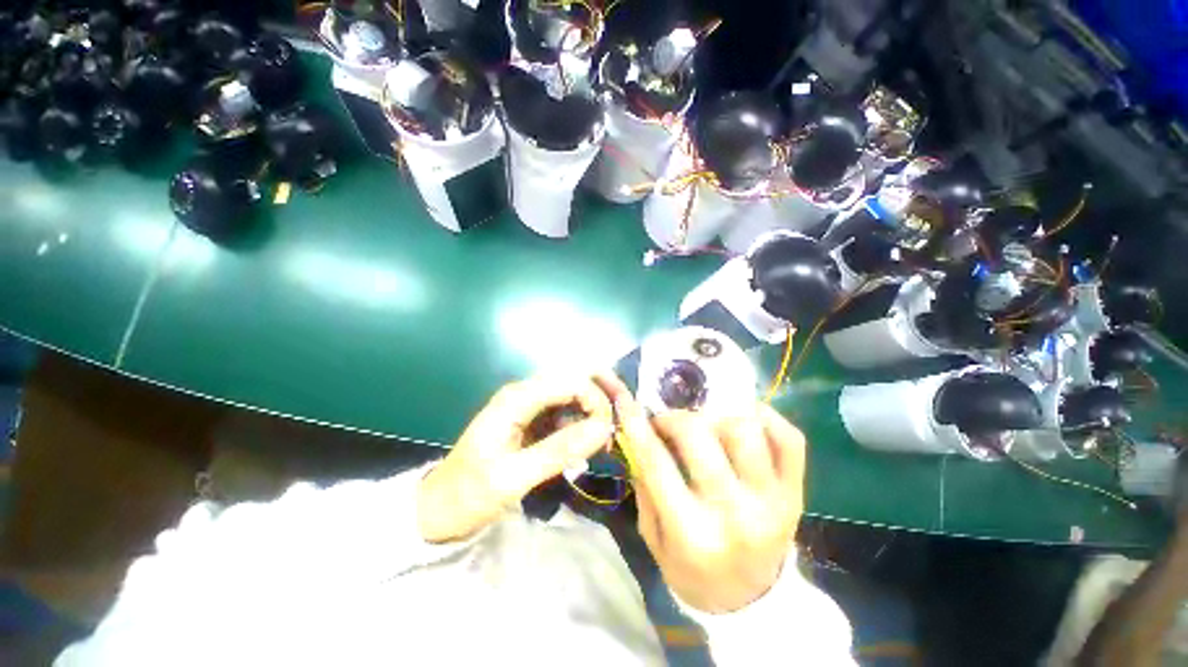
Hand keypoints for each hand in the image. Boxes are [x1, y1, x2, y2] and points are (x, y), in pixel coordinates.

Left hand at [418, 375, 615, 543]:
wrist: (439, 510)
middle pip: (573, 379)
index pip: (570, 381)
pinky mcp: (532, 419)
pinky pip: (564, 412)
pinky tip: (586, 445)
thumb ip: (558, 451)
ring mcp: (528, 405)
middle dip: (600, 398)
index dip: (596, 399)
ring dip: (592, 412)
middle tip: (615, 427)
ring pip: (572, 395)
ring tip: (602, 442)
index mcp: (517, 399)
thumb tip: (603, 428)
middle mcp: (525, 393)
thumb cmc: (469, 495)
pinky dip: (581, 424)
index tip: (608, 430)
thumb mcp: (512, 479)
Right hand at [597, 375, 806, 613]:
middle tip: (668, 423)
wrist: (751, 601)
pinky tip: (743, 419)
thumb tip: (638, 434)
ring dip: (717, 416)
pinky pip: (789, 438)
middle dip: (675, 418)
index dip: (638, 425)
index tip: (627, 402)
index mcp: (692, 533)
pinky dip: (765, 417)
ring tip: (706, 424)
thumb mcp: (654, 538)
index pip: (656, 462)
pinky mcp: (795, 492)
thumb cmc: (692, 570)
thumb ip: (644, 486)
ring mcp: (772, 500)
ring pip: (744, 429)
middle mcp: (734, 513)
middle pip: (700, 436)